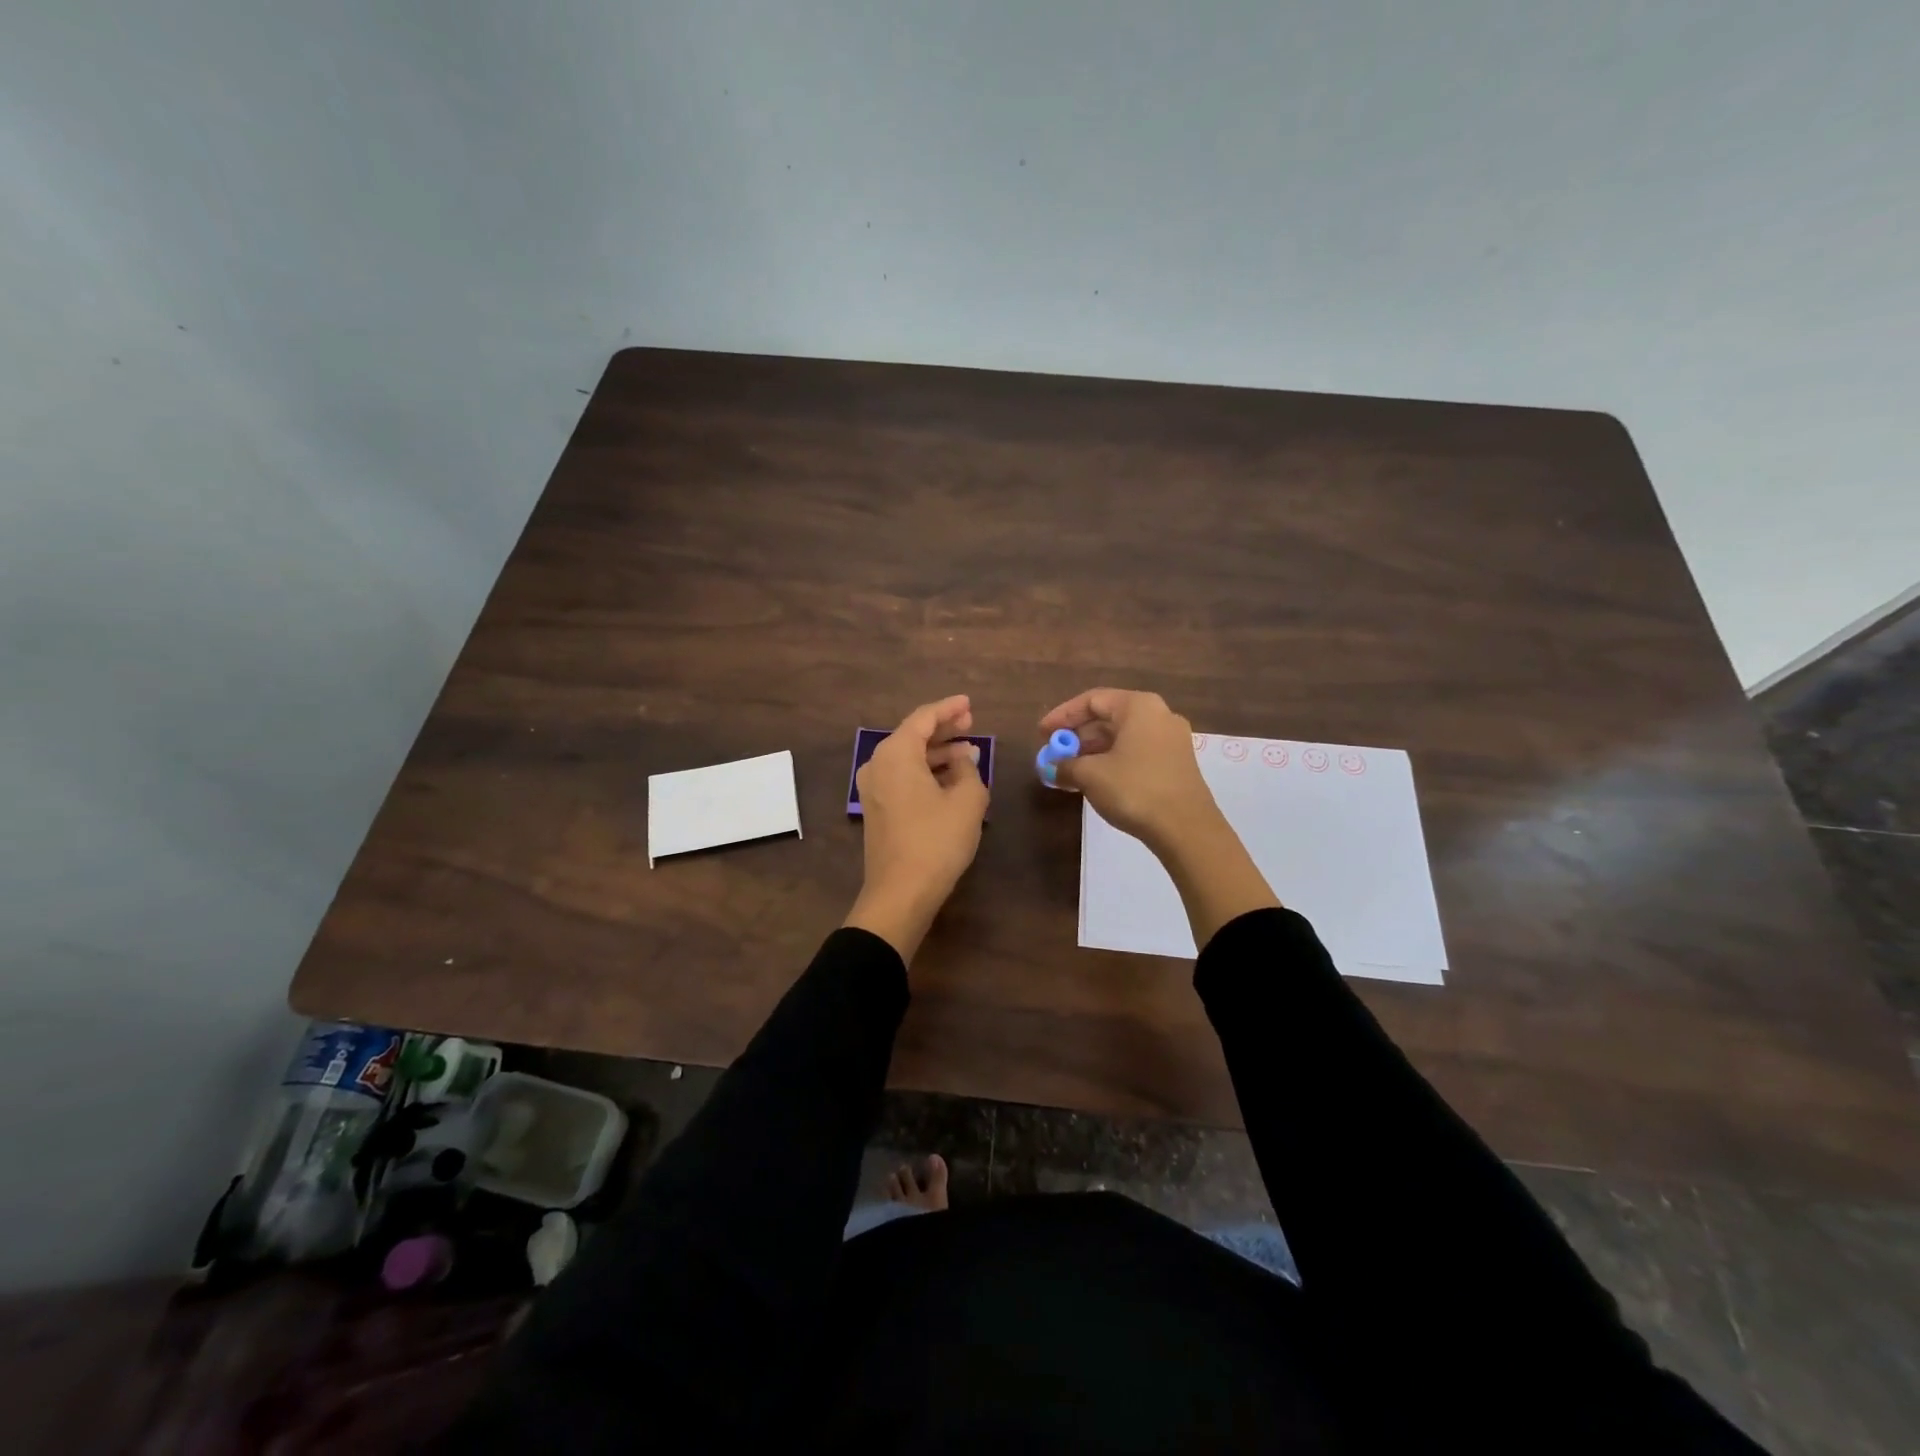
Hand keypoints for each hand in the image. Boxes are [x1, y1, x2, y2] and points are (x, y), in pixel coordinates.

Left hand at [844, 695, 989, 961]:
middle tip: (971, 724)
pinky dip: (925, 771)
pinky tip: (949, 778)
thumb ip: (969, 769)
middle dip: (943, 729)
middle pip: (912, 735)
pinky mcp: (876, 809)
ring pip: (907, 758)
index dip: (949, 709)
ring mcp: (872, 788)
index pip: (923, 718)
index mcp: (896, 753)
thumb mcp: (967, 800)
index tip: (970, 704)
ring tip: (967, 752)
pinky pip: (902, 777)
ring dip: (936, 753)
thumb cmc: (937, 840)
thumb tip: (964, 758)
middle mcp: (877, 764)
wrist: (901, 892)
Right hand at [1039, 688, 1217, 852]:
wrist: (1186, 829)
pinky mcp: (1176, 763)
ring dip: (1093, 751)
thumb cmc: (1135, 789)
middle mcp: (1159, 715)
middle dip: (1077, 736)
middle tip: (1054, 754)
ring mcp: (1171, 740)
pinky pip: (1136, 752)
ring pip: (1122, 737)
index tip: (1041, 734)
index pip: (1092, 700)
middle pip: (1108, 717)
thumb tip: (1053, 767)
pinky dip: (1112, 761)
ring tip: (1069, 771)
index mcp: (1138, 706)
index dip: (1062, 716)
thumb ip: (1066, 765)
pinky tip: (1095, 781)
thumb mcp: (1090, 775)